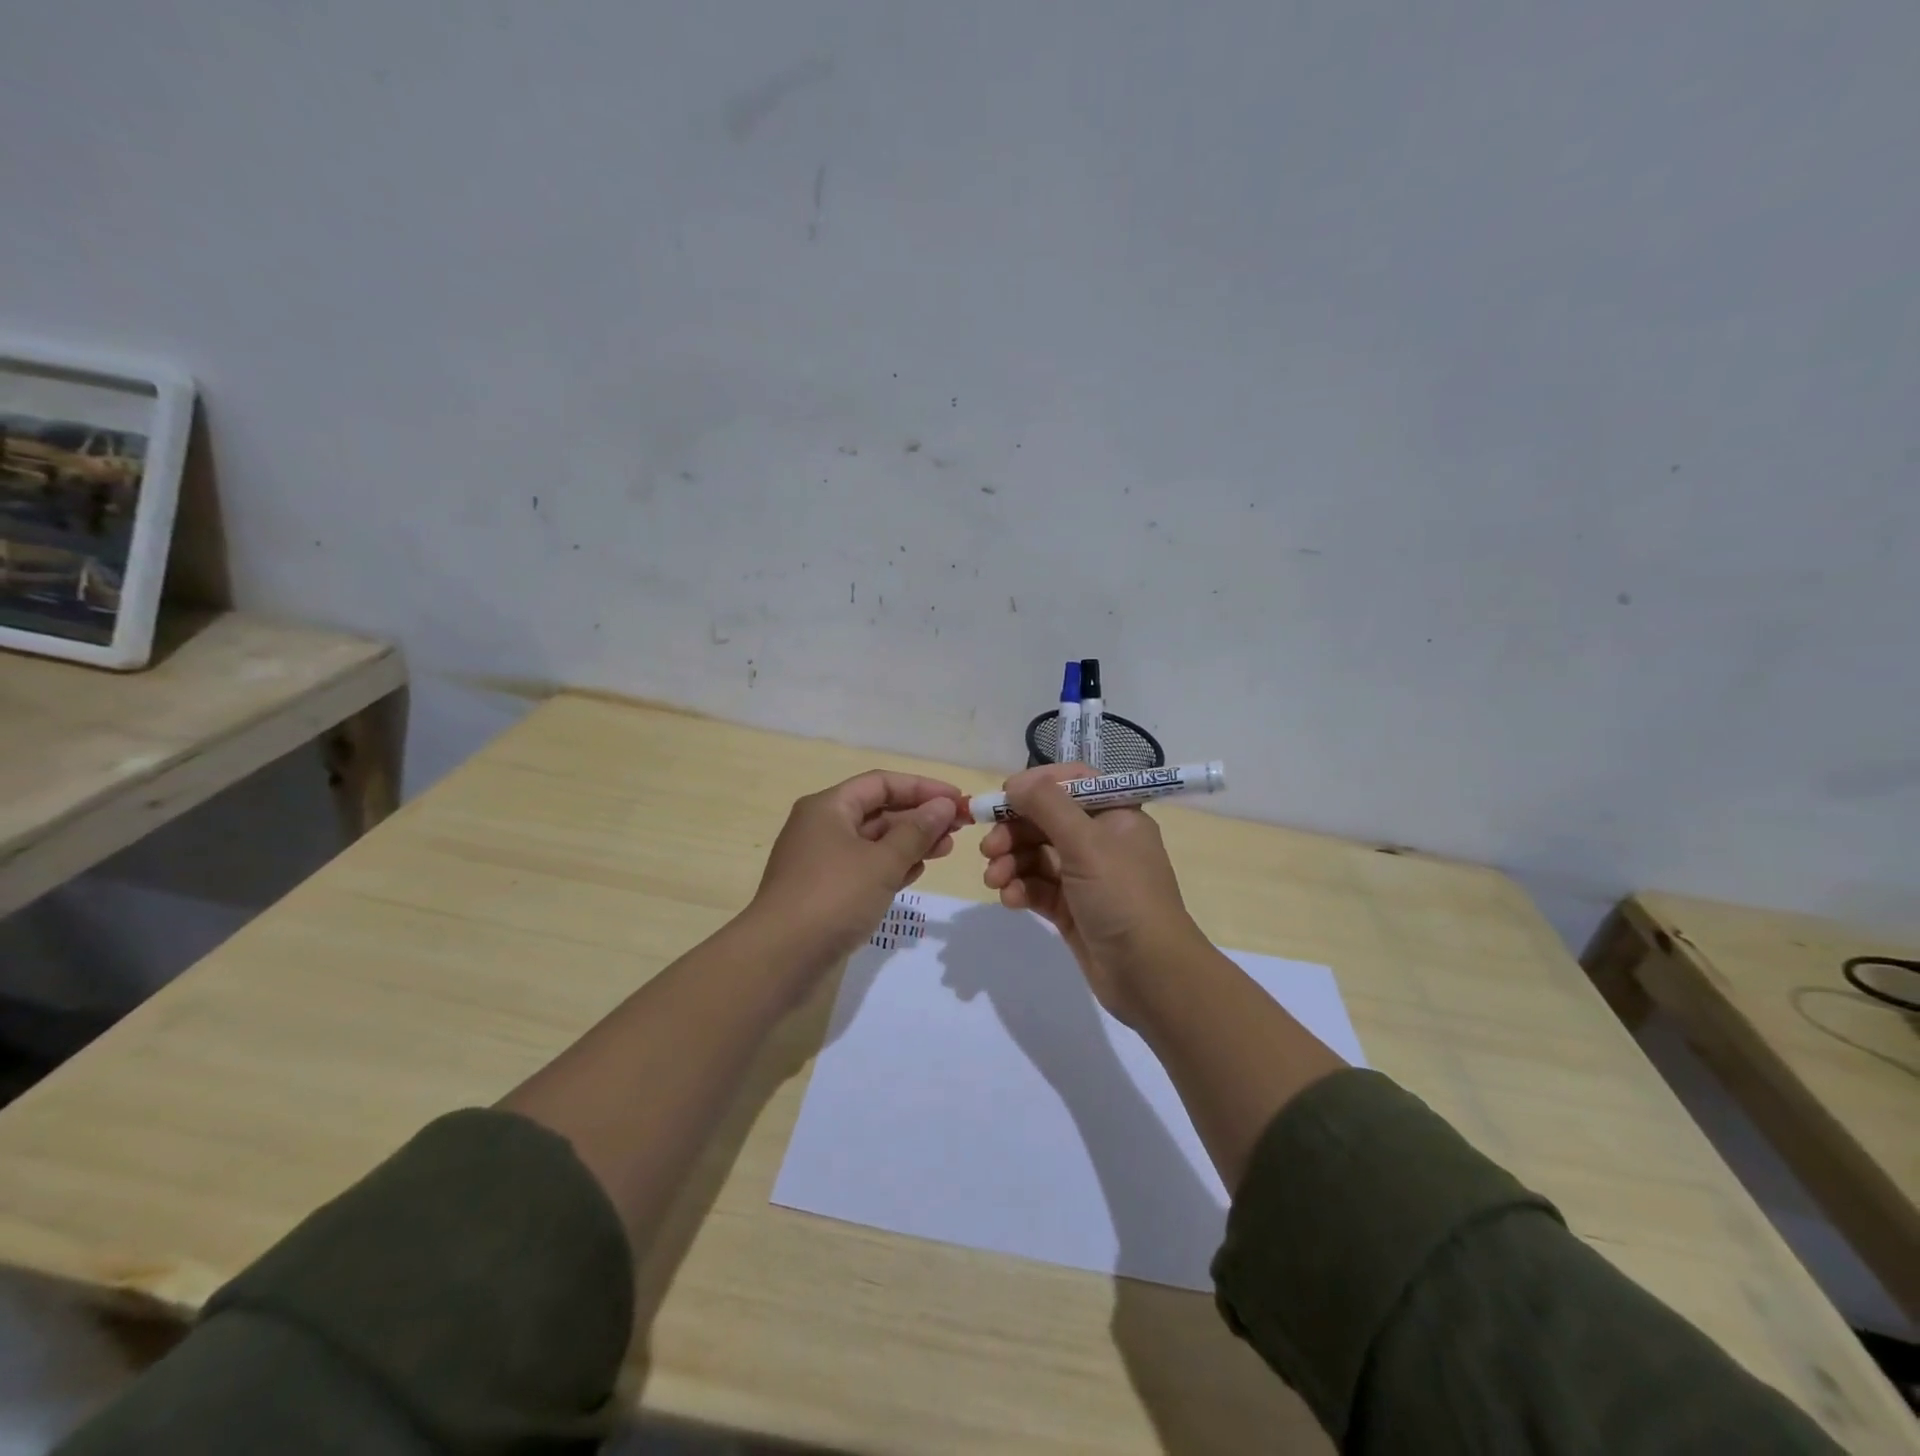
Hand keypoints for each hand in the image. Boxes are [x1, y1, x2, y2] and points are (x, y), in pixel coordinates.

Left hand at [749, 770, 968, 976]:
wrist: (779, 958)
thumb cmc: (833, 898)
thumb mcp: (882, 862)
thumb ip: (917, 831)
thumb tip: (944, 805)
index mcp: (829, 807)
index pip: (882, 783)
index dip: (923, 788)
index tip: (958, 800)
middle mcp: (822, 826)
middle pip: (878, 810)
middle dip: (919, 817)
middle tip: (958, 830)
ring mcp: (821, 859)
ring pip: (873, 841)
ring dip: (909, 843)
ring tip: (944, 852)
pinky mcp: (824, 890)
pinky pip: (864, 867)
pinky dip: (890, 866)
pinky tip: (916, 873)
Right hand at [978, 764, 1205, 1024]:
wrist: (1151, 975)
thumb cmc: (1124, 897)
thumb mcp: (1087, 843)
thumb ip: (1048, 806)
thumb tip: (1017, 782)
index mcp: (1115, 815)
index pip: (1072, 782)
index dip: (1037, 785)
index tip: (1004, 796)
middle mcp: (1101, 840)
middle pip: (1046, 820)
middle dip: (1014, 830)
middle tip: (988, 848)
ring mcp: (1085, 876)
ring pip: (1037, 855)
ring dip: (1011, 862)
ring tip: (994, 879)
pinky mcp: (1071, 908)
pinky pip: (1037, 887)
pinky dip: (1020, 888)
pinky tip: (1009, 898)